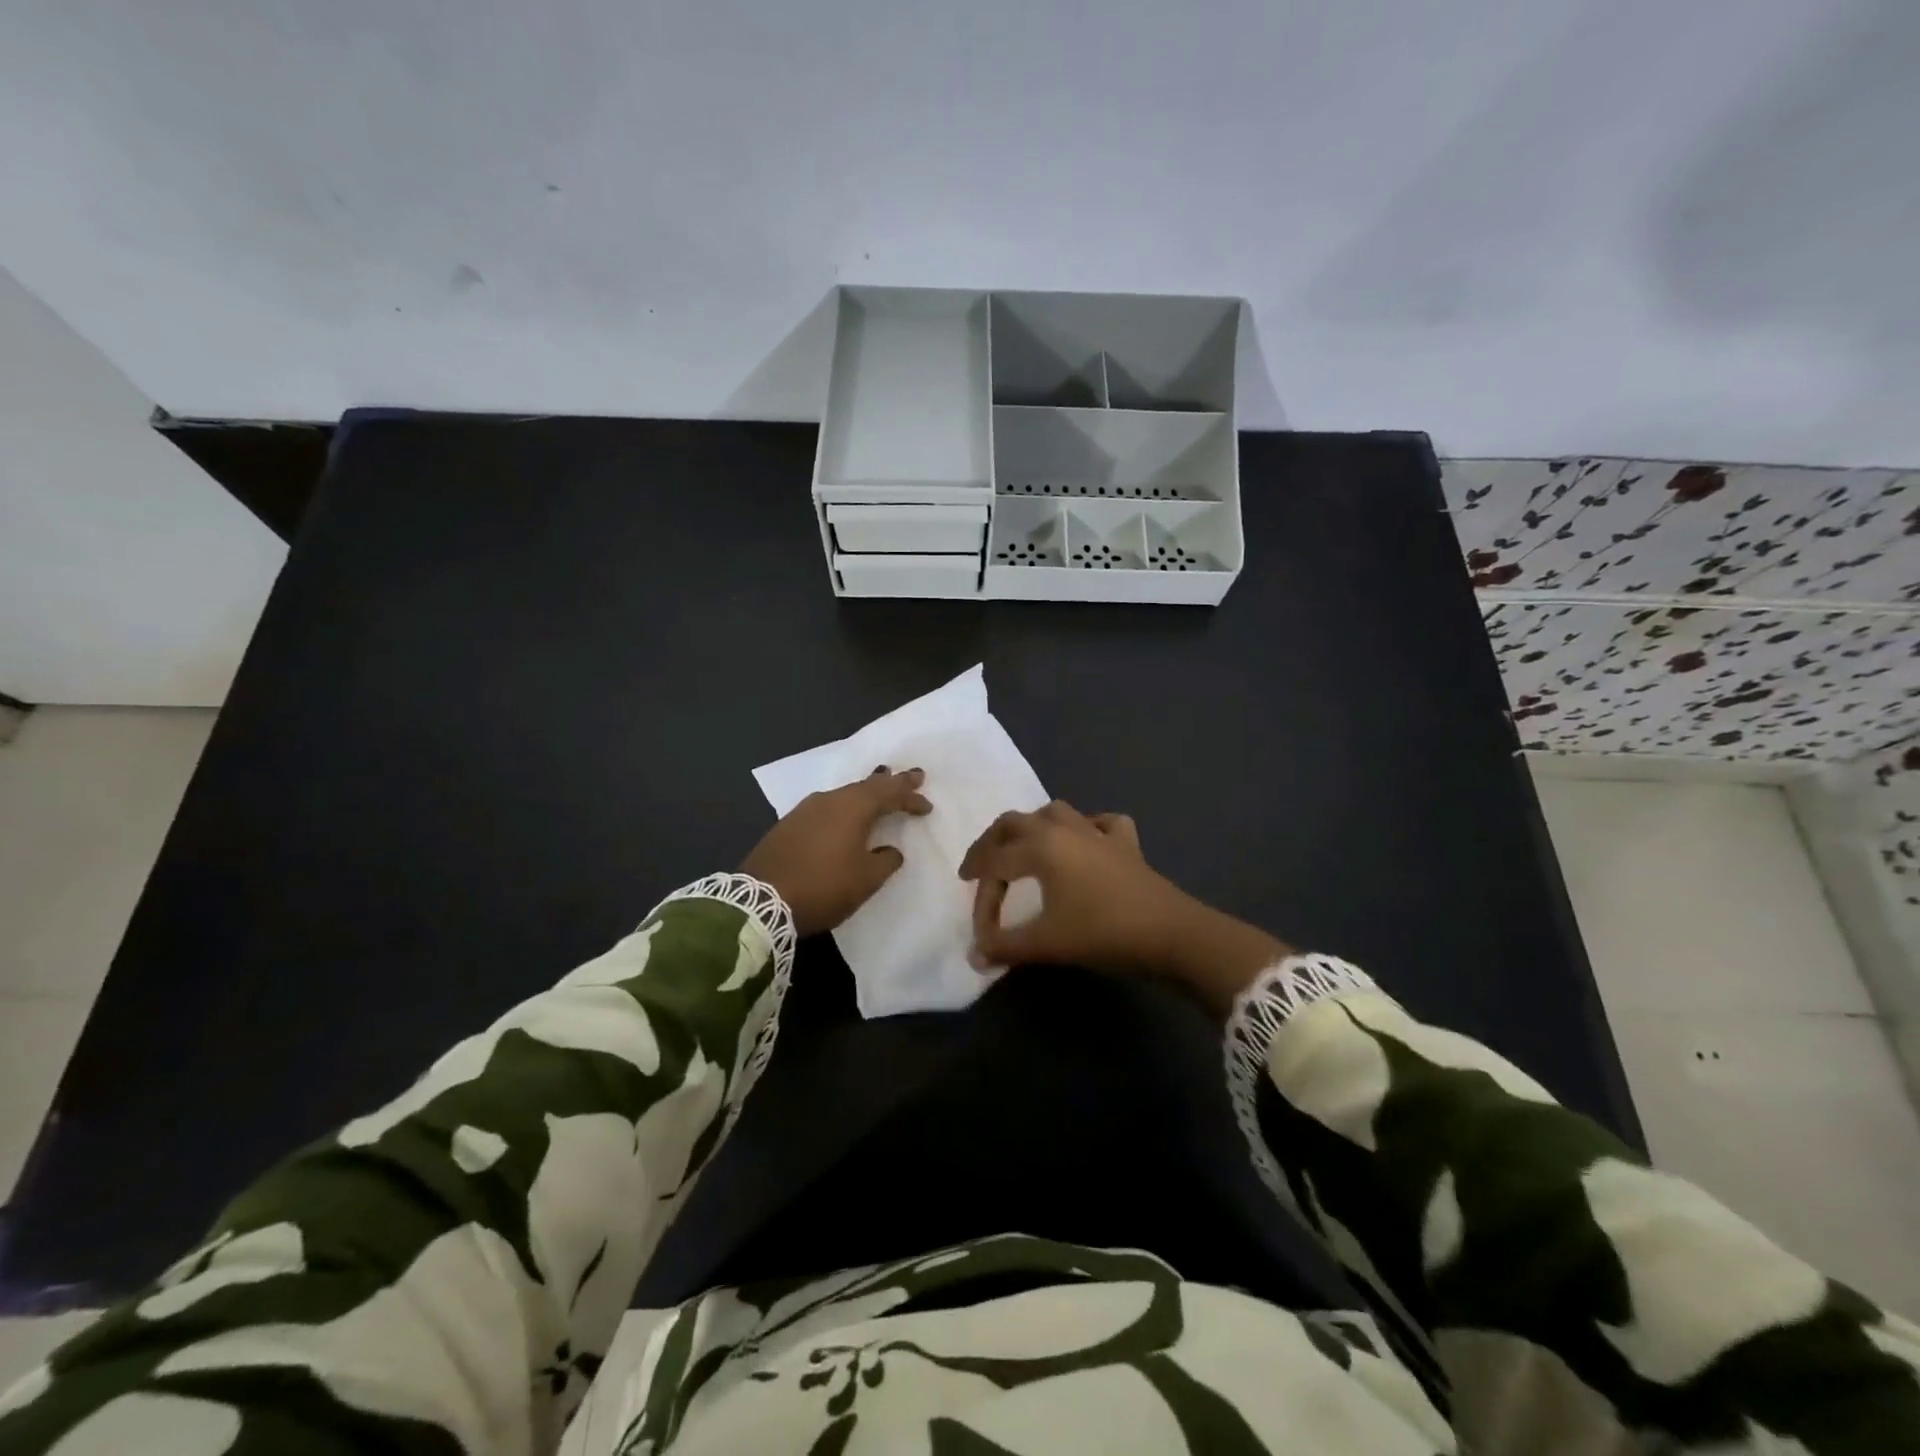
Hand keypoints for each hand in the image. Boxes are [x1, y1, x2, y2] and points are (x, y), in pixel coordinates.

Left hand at [741, 767, 932, 936]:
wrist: (760, 900)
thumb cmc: (823, 887)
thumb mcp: (865, 880)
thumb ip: (885, 861)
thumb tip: (891, 850)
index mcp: (853, 808)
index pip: (889, 793)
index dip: (910, 797)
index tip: (927, 805)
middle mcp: (829, 800)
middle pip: (866, 786)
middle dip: (890, 782)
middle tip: (911, 775)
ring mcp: (805, 810)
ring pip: (844, 794)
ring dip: (865, 793)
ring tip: (879, 787)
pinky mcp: (789, 824)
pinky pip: (826, 807)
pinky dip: (844, 807)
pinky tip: (844, 814)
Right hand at [958, 800, 1287, 1014]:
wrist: (1172, 933)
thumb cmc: (1103, 933)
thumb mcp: (1048, 943)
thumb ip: (1006, 947)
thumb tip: (974, 955)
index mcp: (1040, 847)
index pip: (994, 865)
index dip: (981, 897)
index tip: (981, 932)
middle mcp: (1064, 829)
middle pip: (1013, 823)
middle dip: (990, 845)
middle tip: (978, 869)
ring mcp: (1097, 832)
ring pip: (1053, 812)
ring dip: (1031, 828)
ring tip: (1022, 850)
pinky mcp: (1126, 842)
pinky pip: (1099, 823)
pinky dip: (1085, 828)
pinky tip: (1084, 842)